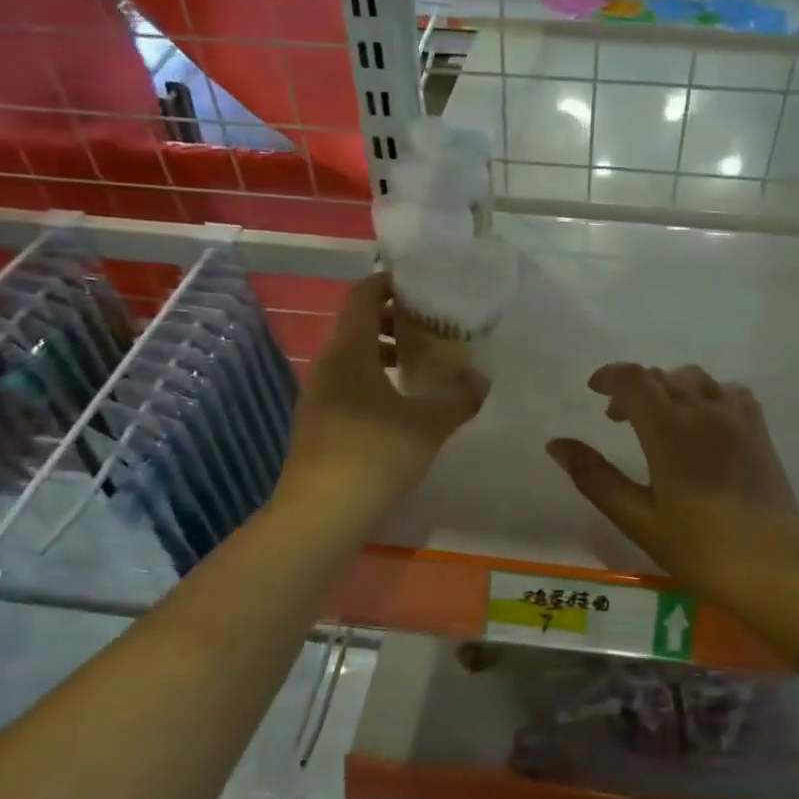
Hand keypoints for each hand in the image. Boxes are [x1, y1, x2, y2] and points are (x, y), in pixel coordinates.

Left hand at [277, 272, 487, 516]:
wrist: (319, 515)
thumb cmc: (375, 455)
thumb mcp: (428, 424)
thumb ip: (458, 398)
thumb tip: (480, 380)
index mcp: (349, 351)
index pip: (363, 296)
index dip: (389, 283)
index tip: (420, 285)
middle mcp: (327, 365)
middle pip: (357, 325)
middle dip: (393, 320)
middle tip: (430, 326)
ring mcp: (317, 396)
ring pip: (352, 358)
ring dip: (383, 353)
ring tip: (419, 364)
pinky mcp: (317, 424)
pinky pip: (347, 385)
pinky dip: (373, 380)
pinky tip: (399, 405)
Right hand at [547, 363, 798, 583]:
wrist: (773, 564)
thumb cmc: (699, 546)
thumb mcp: (637, 517)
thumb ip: (595, 477)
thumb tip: (557, 444)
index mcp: (669, 429)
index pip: (634, 379)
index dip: (610, 376)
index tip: (594, 390)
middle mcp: (703, 410)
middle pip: (662, 376)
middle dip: (635, 388)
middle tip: (619, 419)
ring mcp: (736, 416)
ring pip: (695, 379)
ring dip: (669, 388)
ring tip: (660, 419)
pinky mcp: (758, 428)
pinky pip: (727, 392)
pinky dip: (705, 395)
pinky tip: (702, 422)